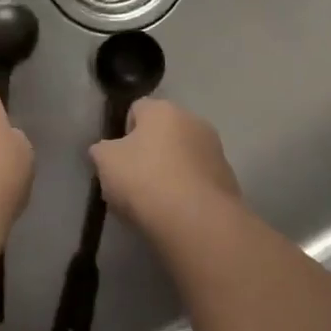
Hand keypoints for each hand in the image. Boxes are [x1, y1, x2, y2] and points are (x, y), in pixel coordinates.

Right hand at [90, 98, 241, 235]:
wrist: (197, 221)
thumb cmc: (145, 180)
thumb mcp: (105, 162)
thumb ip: (102, 151)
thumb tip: (106, 151)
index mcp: (162, 109)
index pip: (137, 109)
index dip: (124, 132)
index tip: (118, 160)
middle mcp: (193, 120)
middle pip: (164, 132)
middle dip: (151, 152)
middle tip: (135, 182)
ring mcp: (215, 149)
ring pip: (184, 156)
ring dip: (172, 171)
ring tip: (157, 203)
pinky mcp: (228, 178)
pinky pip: (200, 180)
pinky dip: (189, 191)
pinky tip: (178, 214)